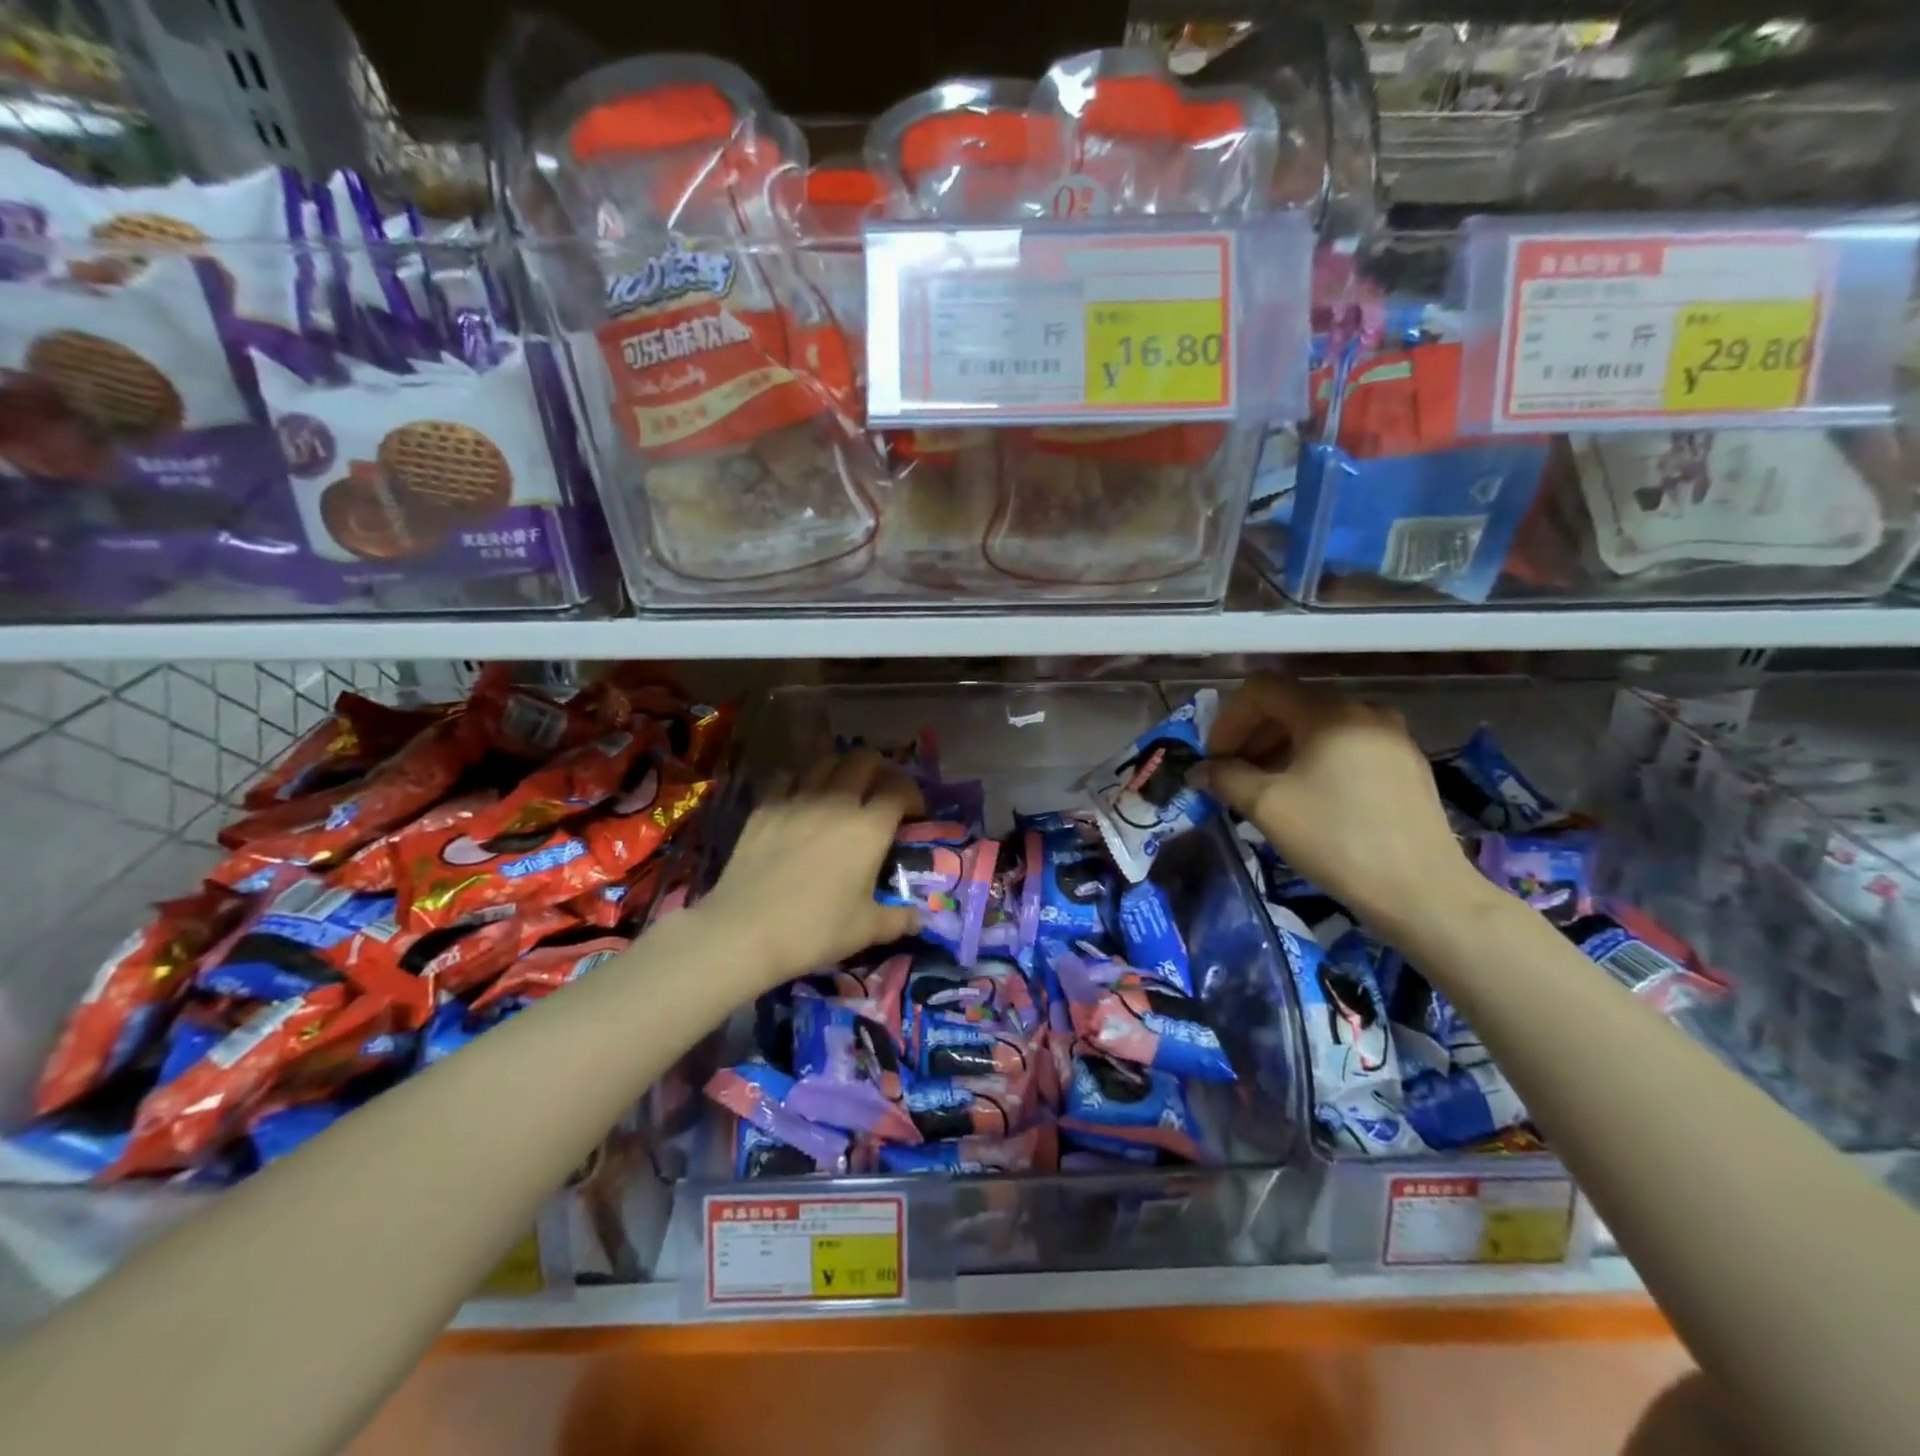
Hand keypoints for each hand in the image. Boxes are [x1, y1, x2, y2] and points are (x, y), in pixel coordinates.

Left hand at [694, 749, 925, 991]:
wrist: (744, 932)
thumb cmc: (815, 931)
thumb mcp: (867, 930)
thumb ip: (899, 919)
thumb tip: (919, 918)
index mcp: (869, 828)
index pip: (900, 789)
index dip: (912, 796)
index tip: (913, 815)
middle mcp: (836, 802)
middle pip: (864, 760)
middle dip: (880, 771)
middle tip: (880, 796)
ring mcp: (796, 800)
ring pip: (826, 761)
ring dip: (842, 771)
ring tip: (842, 793)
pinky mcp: (764, 808)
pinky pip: (789, 778)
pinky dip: (802, 783)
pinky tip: (801, 802)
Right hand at [1194, 676, 1482, 936]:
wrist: (1422, 892)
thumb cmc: (1335, 839)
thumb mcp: (1266, 807)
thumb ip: (1225, 778)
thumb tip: (1200, 770)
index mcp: (1329, 712)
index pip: (1262, 689)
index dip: (1228, 720)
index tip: (1215, 760)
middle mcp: (1364, 711)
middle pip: (1291, 705)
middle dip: (1252, 736)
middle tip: (1232, 776)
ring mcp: (1391, 736)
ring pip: (1318, 727)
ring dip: (1280, 750)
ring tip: (1266, 791)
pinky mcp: (1406, 764)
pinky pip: (1346, 747)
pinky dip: (1314, 762)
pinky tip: (1307, 799)